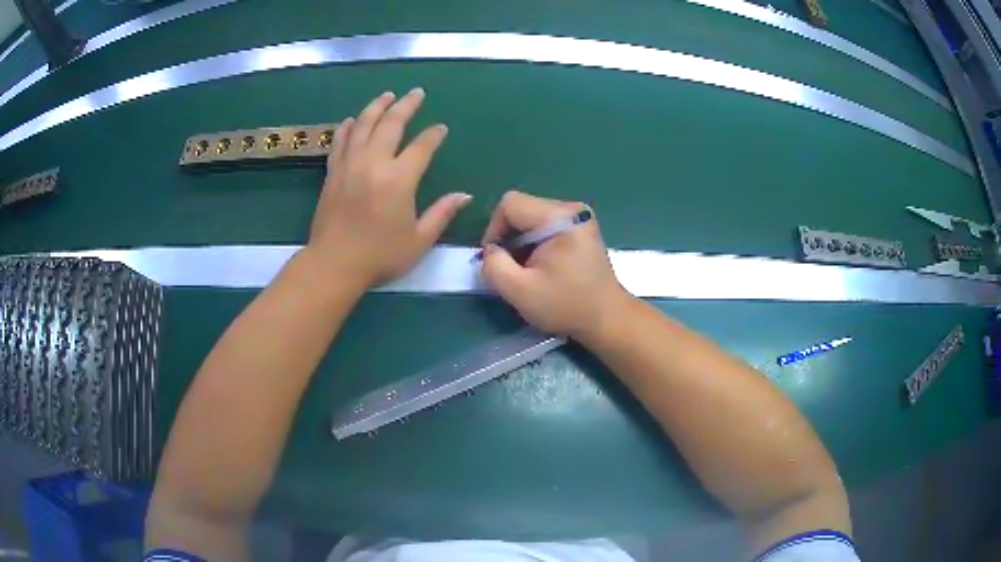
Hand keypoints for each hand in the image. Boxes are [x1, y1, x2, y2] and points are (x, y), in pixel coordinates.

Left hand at [307, 89, 470, 285]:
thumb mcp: (419, 240)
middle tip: (416, 93)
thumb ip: (442, 214)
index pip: (421, 146)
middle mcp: (373, 163)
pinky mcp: (332, 172)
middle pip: (391, 123)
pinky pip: (340, 141)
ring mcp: (349, 165)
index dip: (434, 135)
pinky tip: (353, 119)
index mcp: (399, 179)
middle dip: (406, 105)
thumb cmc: (380, 256)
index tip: (441, 128)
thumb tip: (464, 195)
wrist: (334, 265)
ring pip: (363, 125)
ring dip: (376, 106)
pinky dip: (348, 126)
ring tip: (387, 95)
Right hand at [480, 191, 628, 340]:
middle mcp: (572, 209)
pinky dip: (535, 242)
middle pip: (522, 208)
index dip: (494, 229)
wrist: (607, 318)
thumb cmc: (566, 306)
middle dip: (509, 236)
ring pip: (532, 216)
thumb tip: (490, 251)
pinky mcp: (581, 227)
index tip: (495, 258)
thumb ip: (494, 266)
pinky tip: (541, 264)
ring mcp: (580, 216)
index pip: (511, 204)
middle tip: (510, 267)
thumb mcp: (520, 291)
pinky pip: (546, 224)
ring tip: (526, 268)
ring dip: (521, 241)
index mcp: (560, 218)